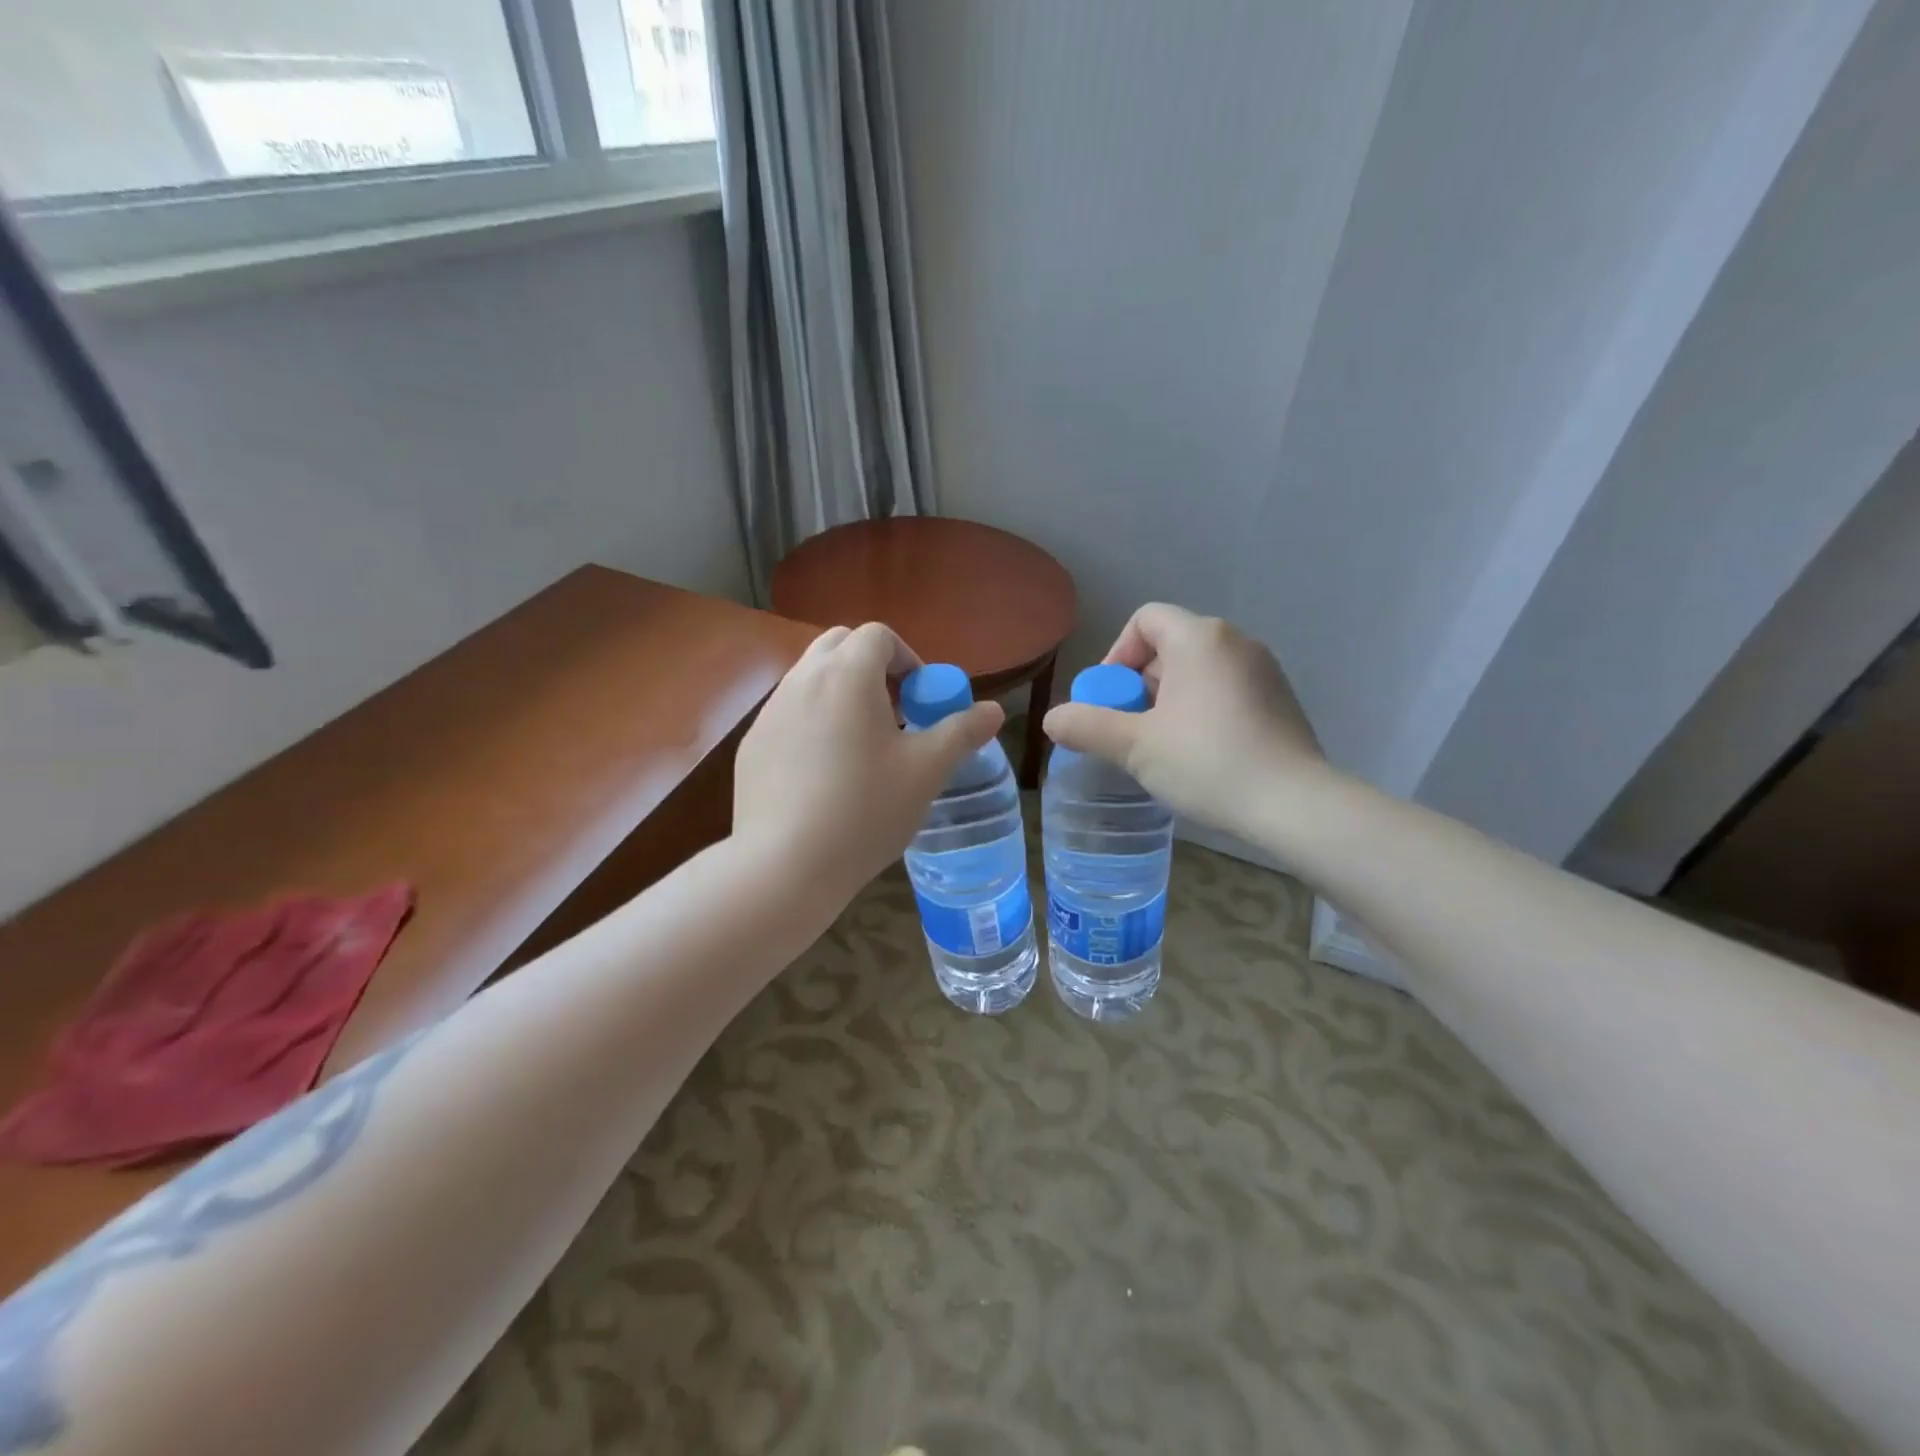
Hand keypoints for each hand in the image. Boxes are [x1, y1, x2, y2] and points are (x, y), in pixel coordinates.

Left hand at [734, 623, 1004, 901]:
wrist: (785, 864)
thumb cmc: (865, 809)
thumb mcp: (926, 771)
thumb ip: (962, 732)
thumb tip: (994, 710)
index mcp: (847, 674)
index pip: (879, 636)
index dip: (908, 659)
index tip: (920, 700)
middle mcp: (802, 679)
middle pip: (839, 646)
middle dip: (871, 668)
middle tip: (894, 715)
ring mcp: (770, 712)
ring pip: (810, 679)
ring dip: (841, 694)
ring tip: (861, 747)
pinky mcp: (752, 745)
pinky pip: (788, 715)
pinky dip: (813, 723)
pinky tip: (825, 775)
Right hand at [1042, 604, 1328, 840]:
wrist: (1295, 804)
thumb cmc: (1208, 763)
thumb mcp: (1135, 746)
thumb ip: (1087, 726)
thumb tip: (1051, 719)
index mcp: (1199, 639)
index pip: (1144, 620)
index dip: (1117, 654)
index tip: (1110, 700)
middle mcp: (1235, 641)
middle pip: (1170, 646)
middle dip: (1140, 684)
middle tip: (1131, 730)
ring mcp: (1263, 669)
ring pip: (1198, 670)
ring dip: (1169, 700)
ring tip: (1162, 746)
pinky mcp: (1280, 698)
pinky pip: (1226, 689)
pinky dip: (1202, 709)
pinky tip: (1201, 753)